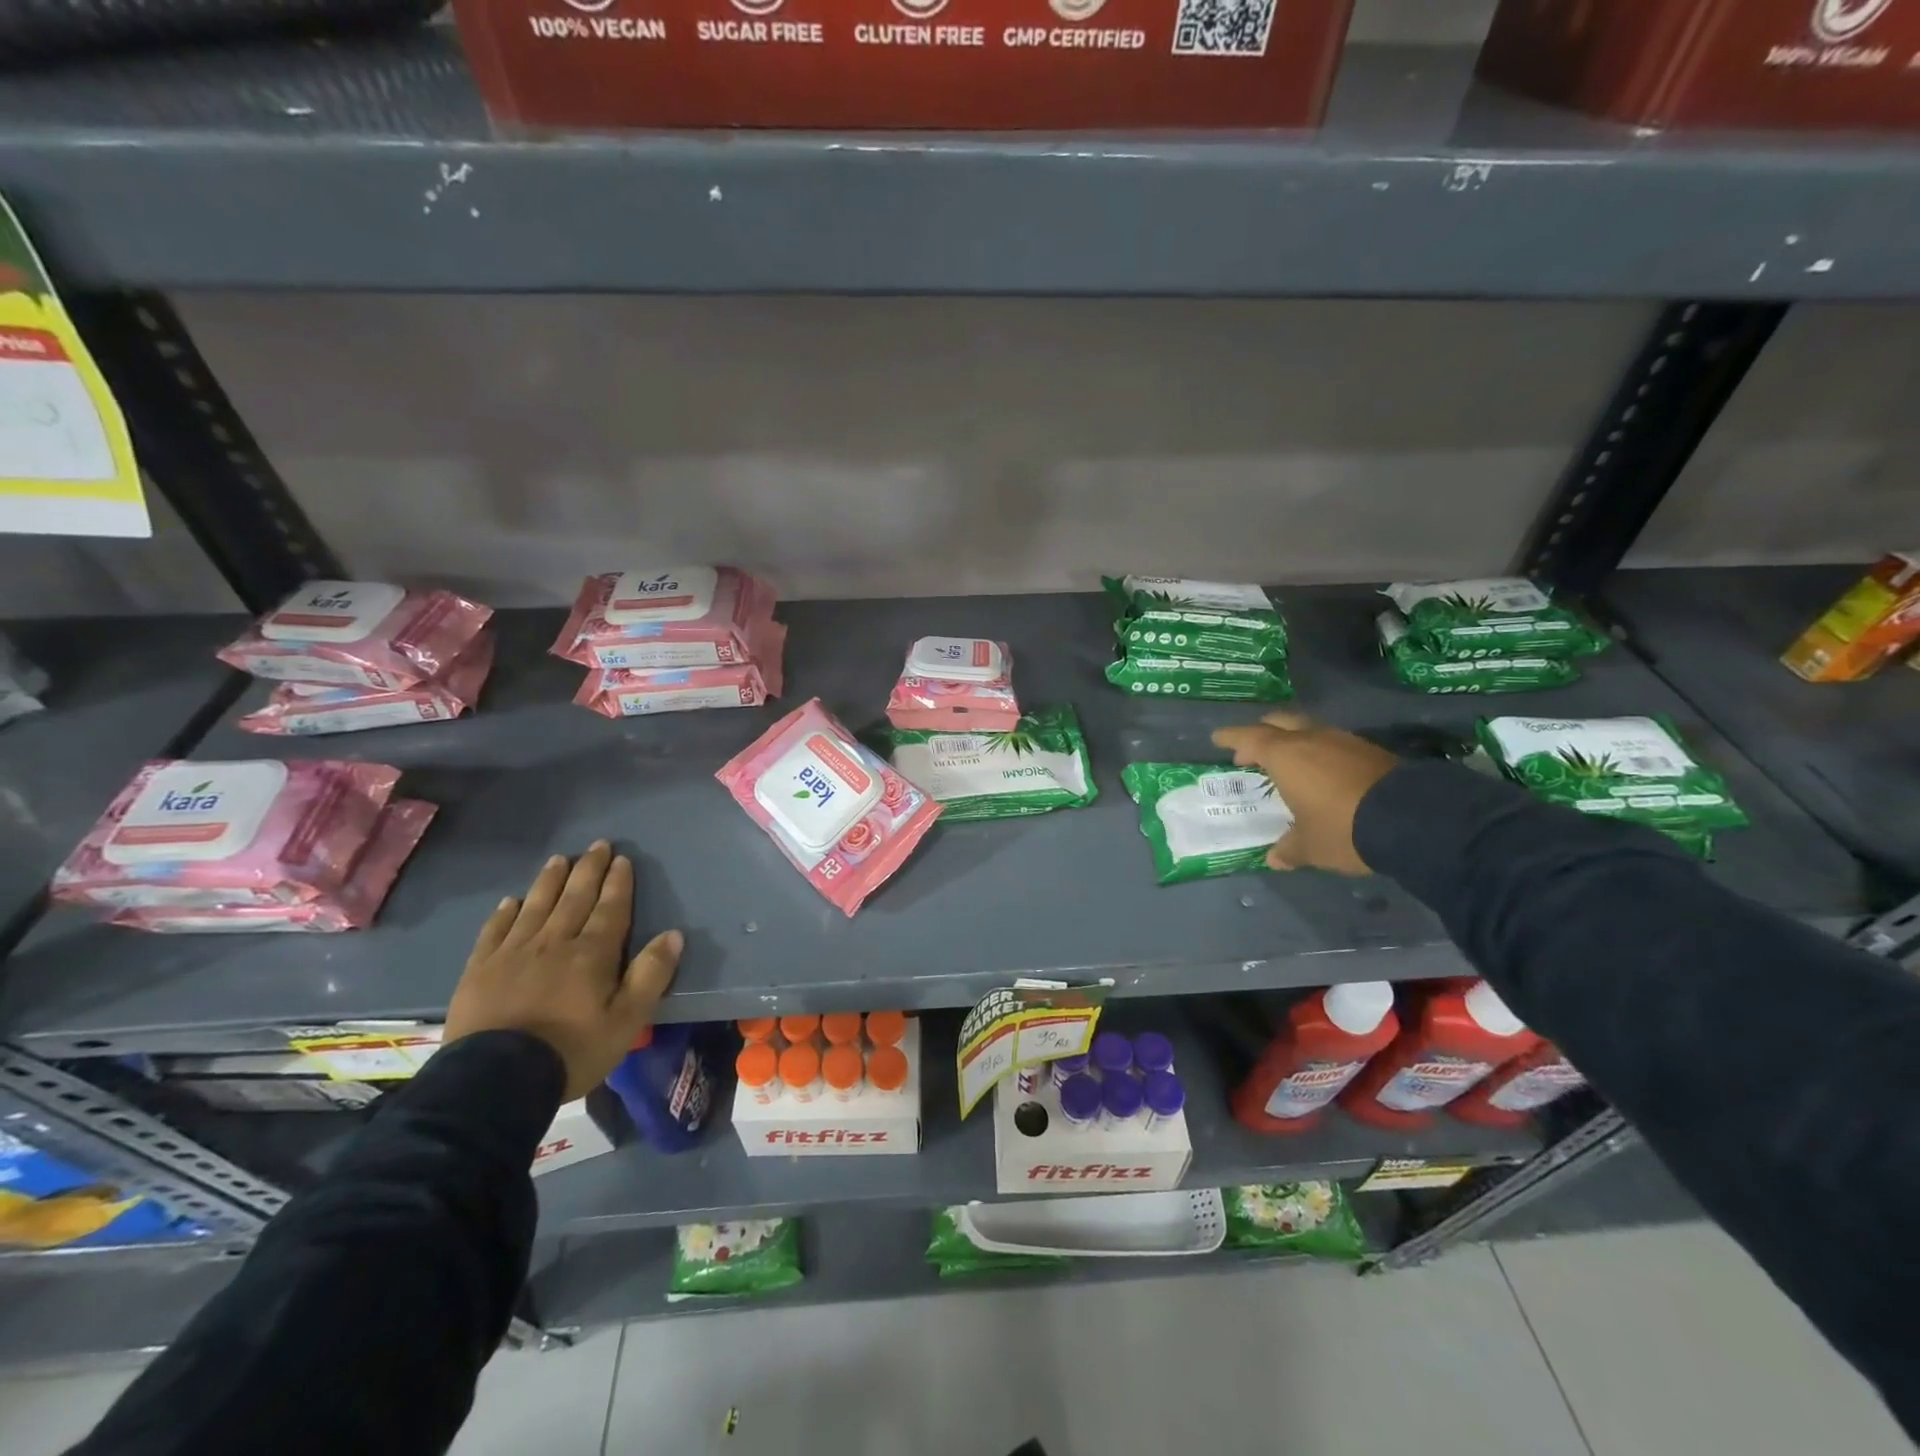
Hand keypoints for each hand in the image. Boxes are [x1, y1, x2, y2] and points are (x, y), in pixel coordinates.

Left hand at [445, 841, 683, 1100]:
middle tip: (597, 846)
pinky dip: (505, 913)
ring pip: (536, 906)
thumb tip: (674, 935)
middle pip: (574, 898)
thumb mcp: (627, 1020)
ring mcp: (513, 953)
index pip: (610, 908)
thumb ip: (651, 975)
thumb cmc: (572, 1051)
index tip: (622, 859)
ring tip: (559, 859)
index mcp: (592, 953)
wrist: (495, 1081)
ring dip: (550, 881)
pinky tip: (511, 901)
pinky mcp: (480, 970)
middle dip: (588, 870)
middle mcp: (554, 942)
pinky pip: (495, 931)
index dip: (618, 883)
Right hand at [1211, 711, 1400, 874]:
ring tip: (1288, 763)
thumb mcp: (1310, 846)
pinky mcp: (1370, 751)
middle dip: (1262, 733)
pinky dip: (1320, 752)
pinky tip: (1323, 772)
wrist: (1413, 820)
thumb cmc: (1342, 828)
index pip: (1249, 738)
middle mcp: (1311, 739)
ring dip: (1294, 741)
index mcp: (1285, 756)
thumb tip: (1275, 858)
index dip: (1231, 737)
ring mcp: (1344, 741)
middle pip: (1279, 723)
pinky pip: (1333, 743)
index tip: (1218, 738)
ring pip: (1309, 729)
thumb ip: (1289, 849)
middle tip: (1252, 751)